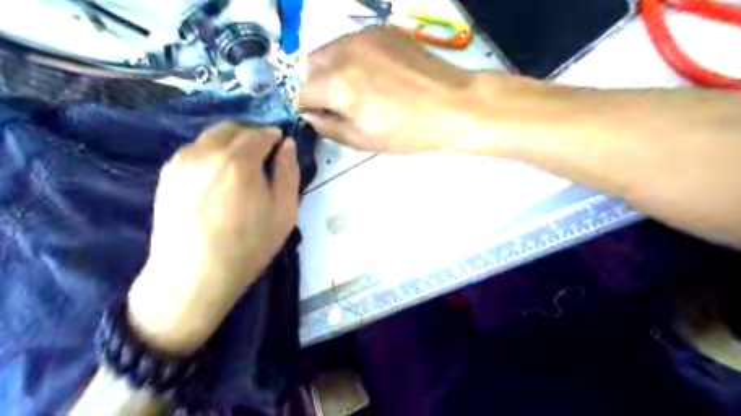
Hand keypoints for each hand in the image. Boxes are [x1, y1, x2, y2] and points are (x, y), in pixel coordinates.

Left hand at [128, 124, 297, 353]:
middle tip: (262, 154)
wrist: (194, 275)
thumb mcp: (284, 211)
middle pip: (232, 129)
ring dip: (229, 143)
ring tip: (239, 166)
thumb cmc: (248, 245)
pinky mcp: (167, 175)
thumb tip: (287, 144)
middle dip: (251, 135)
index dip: (273, 136)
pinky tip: (217, 177)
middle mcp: (206, 152)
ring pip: (209, 138)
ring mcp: (181, 162)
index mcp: (238, 161)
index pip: (259, 134)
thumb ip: (288, 172)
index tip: (280, 145)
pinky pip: (193, 151)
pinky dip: (210, 154)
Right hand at [300, 28, 480, 153]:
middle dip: (314, 86)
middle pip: (308, 67)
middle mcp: (343, 52)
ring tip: (356, 89)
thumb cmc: (406, 131)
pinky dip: (351, 59)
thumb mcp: (362, 139)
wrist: (451, 104)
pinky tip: (374, 75)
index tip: (319, 116)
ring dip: (331, 70)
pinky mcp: (380, 30)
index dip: (306, 109)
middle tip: (336, 104)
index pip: (300, 93)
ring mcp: (362, 36)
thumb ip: (327, 126)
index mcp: (337, 84)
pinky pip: (351, 43)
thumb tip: (311, 115)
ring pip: (328, 51)